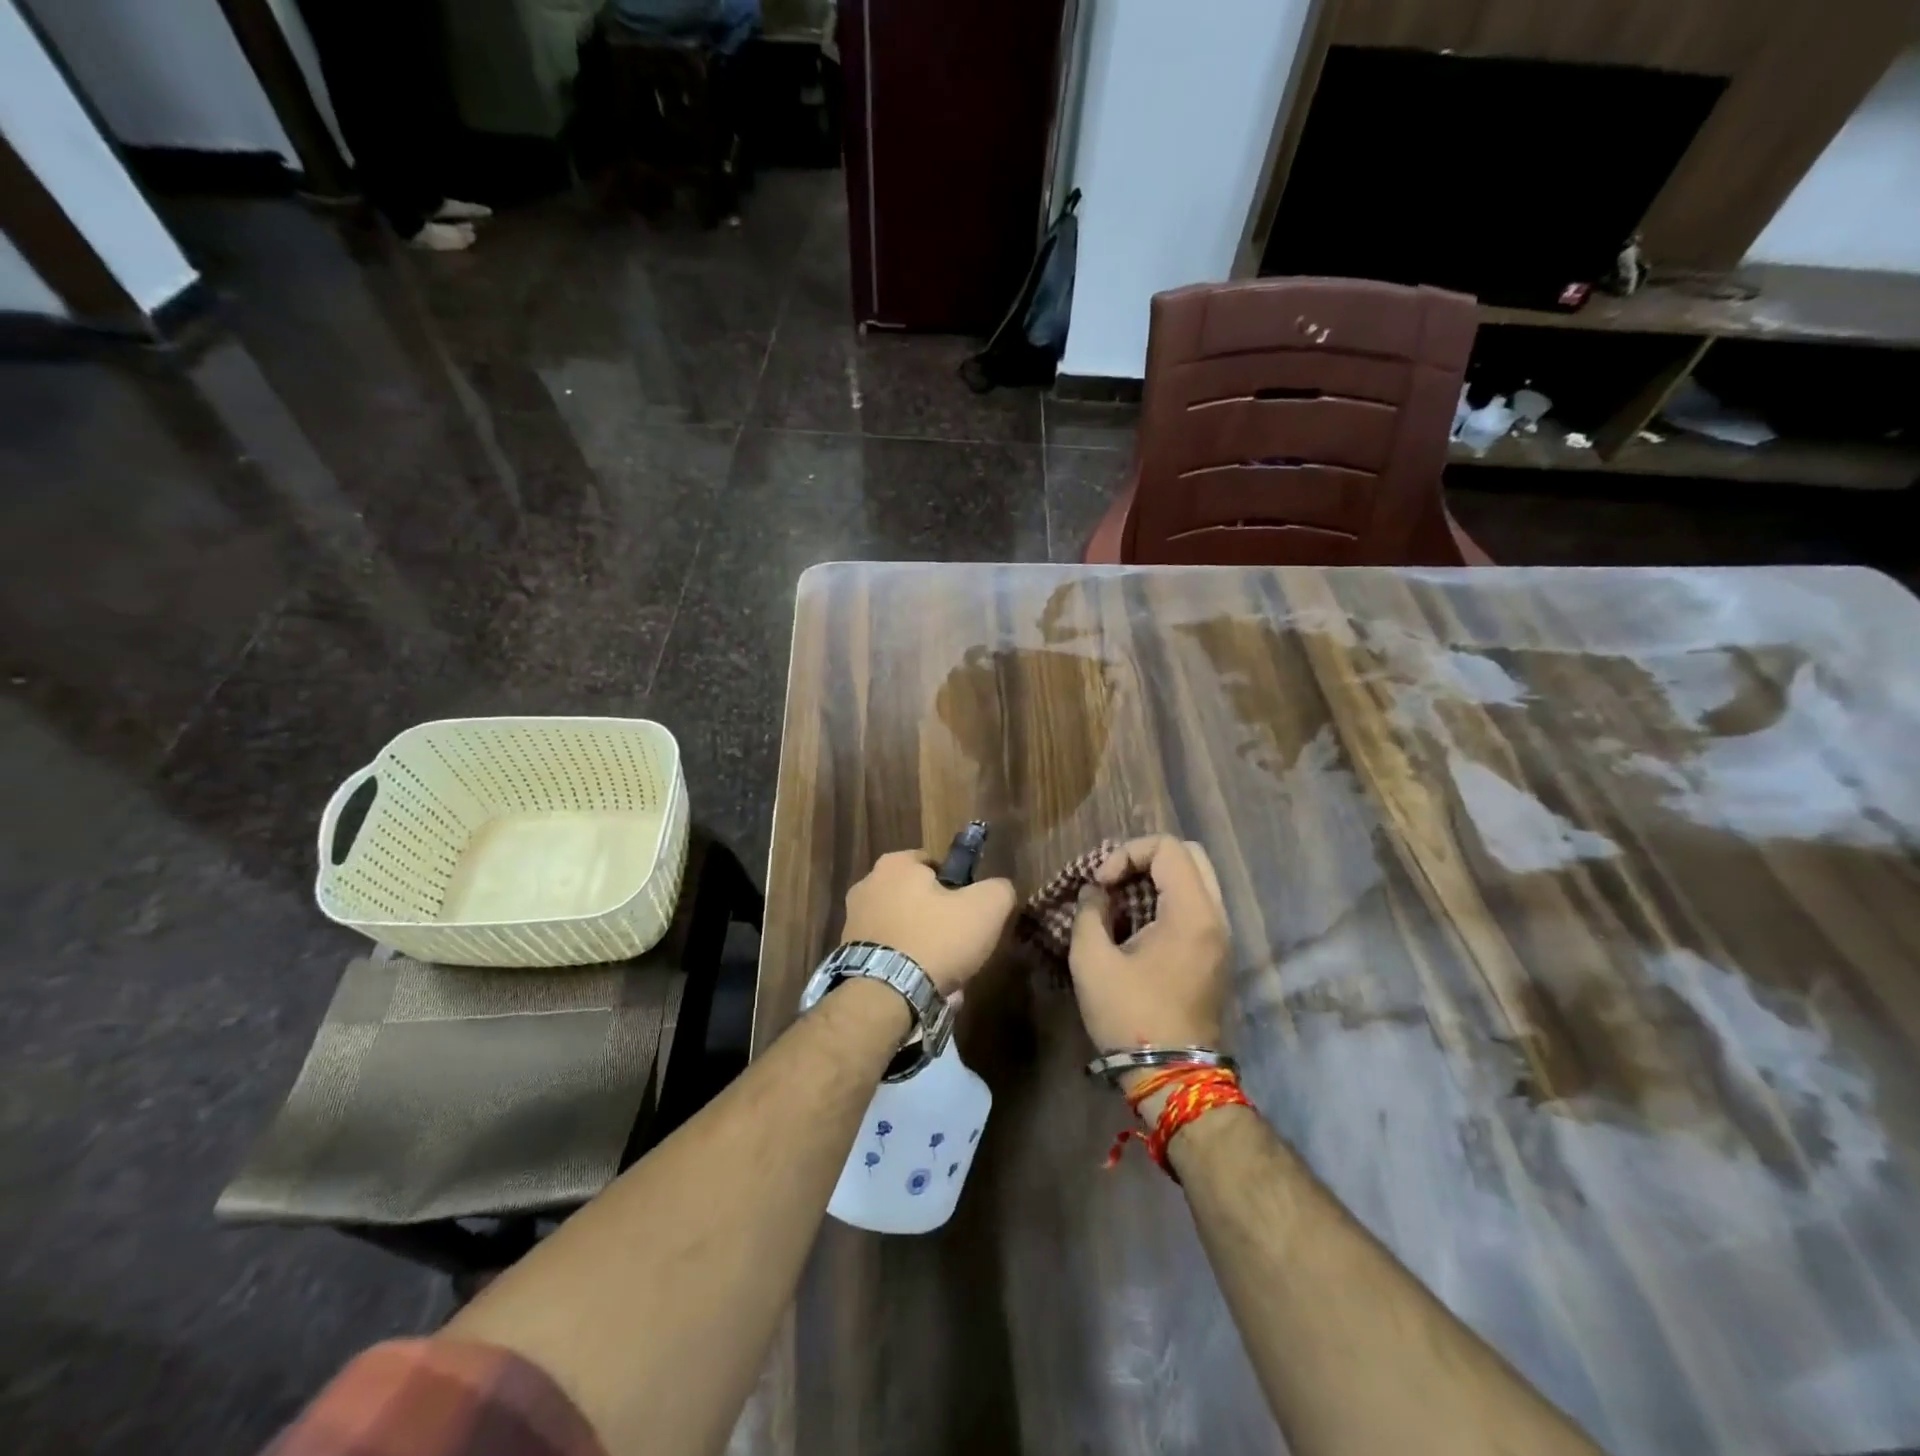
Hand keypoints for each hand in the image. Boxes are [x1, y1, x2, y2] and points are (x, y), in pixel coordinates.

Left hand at [841, 849, 1017, 995]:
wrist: (884, 996)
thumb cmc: (935, 939)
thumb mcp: (986, 908)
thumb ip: (999, 889)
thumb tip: (999, 889)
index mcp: (895, 864)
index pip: (933, 864)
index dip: (956, 886)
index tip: (969, 911)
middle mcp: (867, 885)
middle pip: (916, 898)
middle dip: (938, 920)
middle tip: (959, 945)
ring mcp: (853, 922)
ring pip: (904, 930)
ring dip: (923, 948)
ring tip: (945, 976)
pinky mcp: (847, 956)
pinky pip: (888, 956)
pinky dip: (905, 969)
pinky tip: (923, 989)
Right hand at [1069, 835, 1231, 1054]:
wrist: (1173, 1076)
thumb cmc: (1130, 1016)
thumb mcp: (1092, 962)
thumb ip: (1089, 914)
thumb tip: (1095, 893)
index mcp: (1192, 913)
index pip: (1167, 847)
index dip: (1127, 853)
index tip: (1101, 884)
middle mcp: (1216, 917)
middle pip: (1190, 855)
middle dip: (1145, 859)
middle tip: (1114, 882)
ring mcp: (1221, 936)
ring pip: (1196, 879)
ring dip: (1157, 879)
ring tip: (1121, 901)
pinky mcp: (1216, 953)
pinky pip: (1197, 904)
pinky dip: (1168, 899)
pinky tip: (1138, 924)